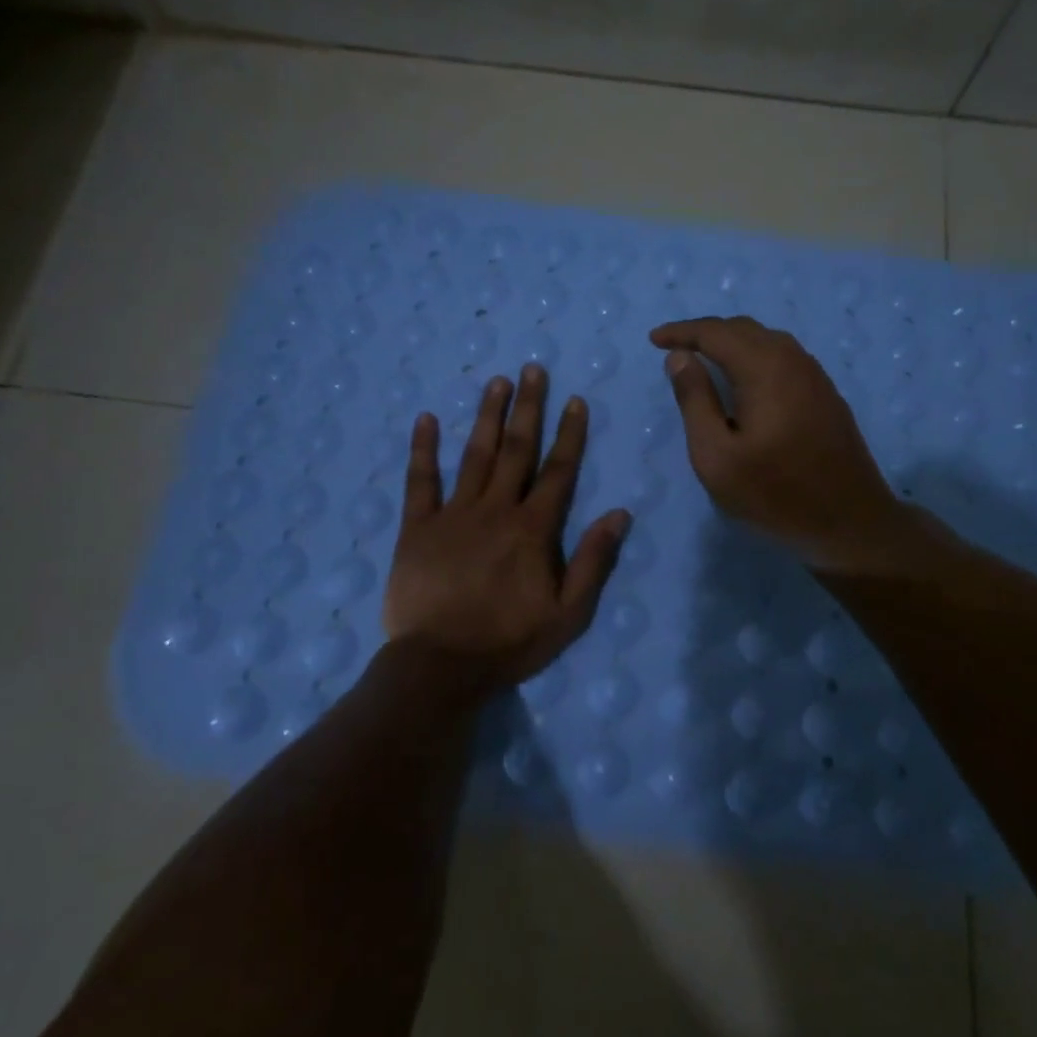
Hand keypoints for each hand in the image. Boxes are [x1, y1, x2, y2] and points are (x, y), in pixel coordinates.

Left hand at [383, 364, 630, 688]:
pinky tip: (425, 419)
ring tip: (496, 381)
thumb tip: (620, 513)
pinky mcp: (416, 527)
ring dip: (486, 415)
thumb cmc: (509, 642)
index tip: (575, 399)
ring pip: (474, 454)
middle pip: (516, 449)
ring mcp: (453, 514)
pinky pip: (420, 481)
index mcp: (533, 529)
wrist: (440, 666)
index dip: (569, 433)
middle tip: (532, 369)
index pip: (558, 470)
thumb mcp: (568, 613)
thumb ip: (593, 560)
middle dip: (527, 407)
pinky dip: (422, 449)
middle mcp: (496, 509)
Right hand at [651, 316, 914, 572]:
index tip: (654, 339)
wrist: (850, 524)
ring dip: (732, 342)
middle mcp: (793, 360)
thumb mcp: (717, 456)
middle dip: (706, 333)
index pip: (716, 333)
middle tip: (675, 349)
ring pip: (767, 341)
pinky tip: (745, 379)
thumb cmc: (775, 495)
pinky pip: (784, 358)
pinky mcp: (826, 395)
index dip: (682, 332)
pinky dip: (755, 356)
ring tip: (704, 359)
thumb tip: (680, 357)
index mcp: (765, 369)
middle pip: (744, 329)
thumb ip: (695, 400)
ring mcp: (816, 376)